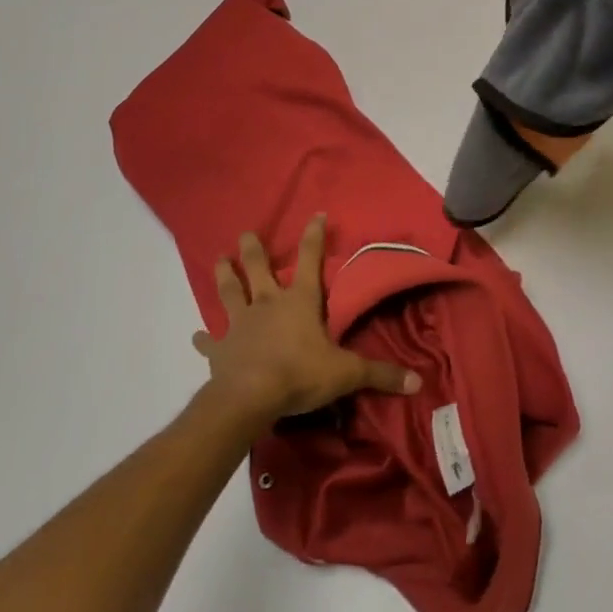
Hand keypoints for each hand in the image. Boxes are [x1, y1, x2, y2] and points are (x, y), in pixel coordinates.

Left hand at [194, 215, 419, 427]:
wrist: (248, 397)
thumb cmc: (299, 375)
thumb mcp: (346, 373)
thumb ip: (379, 374)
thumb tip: (417, 381)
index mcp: (300, 301)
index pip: (311, 260)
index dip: (315, 236)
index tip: (317, 214)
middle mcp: (268, 304)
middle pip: (259, 269)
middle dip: (254, 250)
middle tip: (245, 232)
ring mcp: (240, 324)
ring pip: (230, 292)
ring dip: (225, 276)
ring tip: (219, 260)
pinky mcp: (220, 350)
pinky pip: (210, 341)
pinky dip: (203, 339)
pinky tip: (195, 336)